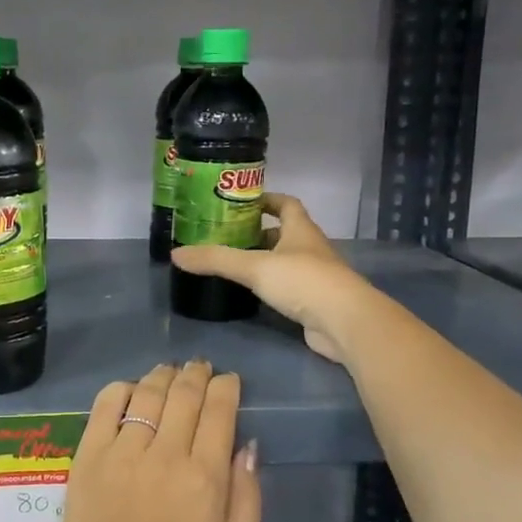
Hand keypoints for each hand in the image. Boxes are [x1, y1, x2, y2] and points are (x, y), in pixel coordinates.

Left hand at [49, 361, 261, 521]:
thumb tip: (247, 446)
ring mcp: (120, 453)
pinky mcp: (87, 458)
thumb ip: (248, 500)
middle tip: (202, 369)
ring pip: (146, 394)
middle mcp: (164, 456)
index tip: (229, 381)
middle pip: (184, 394)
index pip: (219, 411)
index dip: (227, 388)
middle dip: (198, 374)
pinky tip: (131, 389)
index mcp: (204, 479)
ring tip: (171, 372)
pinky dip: (121, 389)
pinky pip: (104, 407)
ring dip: (163, 376)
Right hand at [171, 193, 369, 363]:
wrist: (345, 322)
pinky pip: (289, 287)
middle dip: (259, 233)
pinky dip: (271, 287)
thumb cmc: (302, 281)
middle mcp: (310, 248)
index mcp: (301, 230)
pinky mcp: (314, 302)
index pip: (286, 204)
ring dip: (264, 261)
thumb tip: (176, 255)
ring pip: (286, 261)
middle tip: (227, 237)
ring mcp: (315, 276)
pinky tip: (252, 295)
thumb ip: (216, 260)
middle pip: (285, 233)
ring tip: (234, 265)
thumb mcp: (254, 267)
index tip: (243, 202)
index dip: (267, 200)